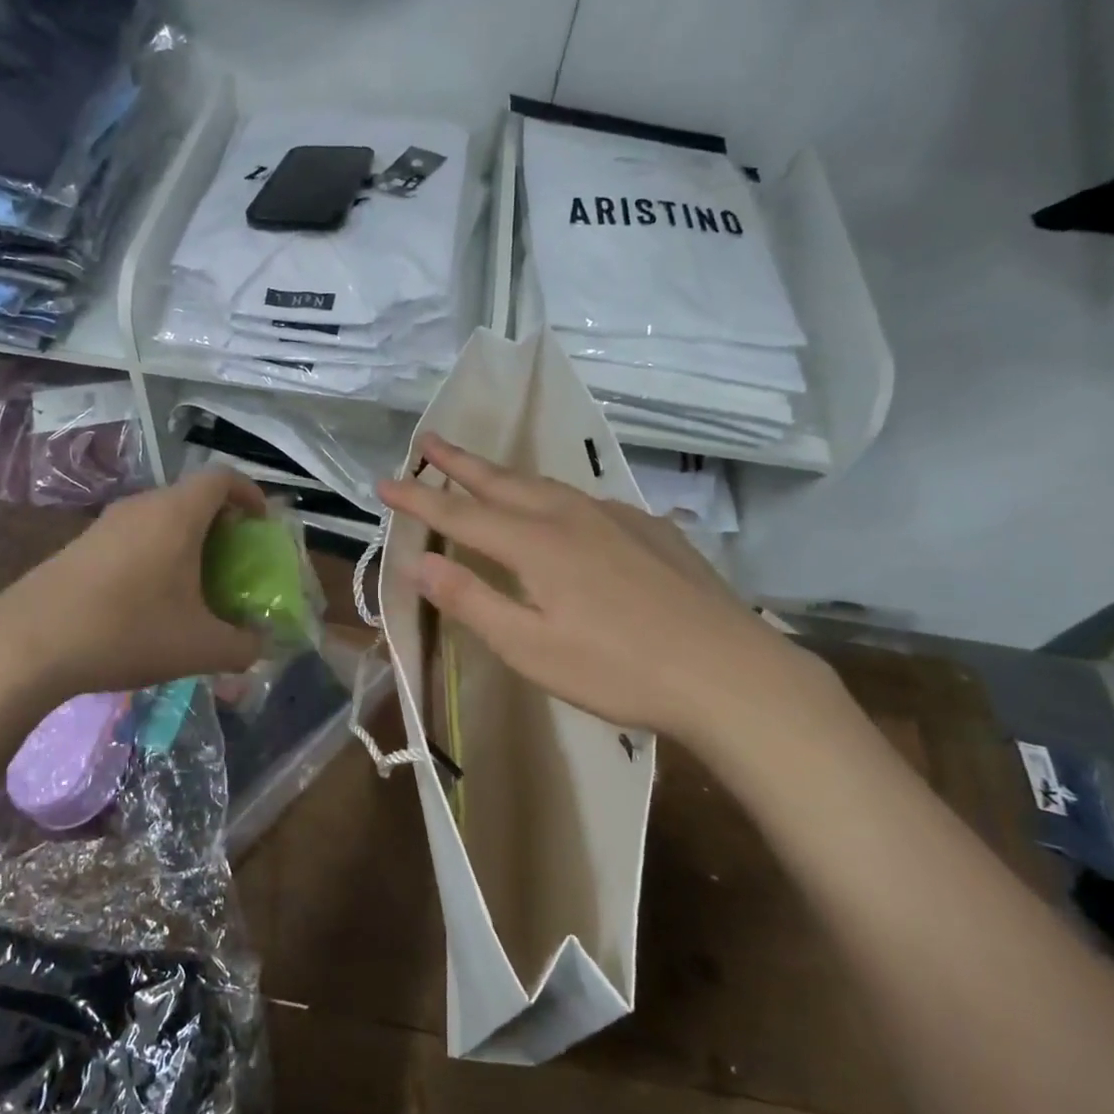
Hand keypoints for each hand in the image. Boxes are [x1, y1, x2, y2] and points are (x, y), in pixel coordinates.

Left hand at [0, 469, 269, 712]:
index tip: (260, 524)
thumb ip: (242, 646)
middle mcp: (142, 506)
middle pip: (192, 497)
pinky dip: (154, 554)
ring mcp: (105, 524)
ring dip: (185, 542)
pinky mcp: (80, 545)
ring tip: (193, 586)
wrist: (27, 645)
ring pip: (160, 518)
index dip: (250, 493)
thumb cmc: (127, 631)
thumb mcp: (200, 648)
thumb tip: (258, 645)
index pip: (222, 477)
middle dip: (220, 524)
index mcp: (177, 514)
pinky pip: (132, 537)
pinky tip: (148, 601)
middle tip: (232, 563)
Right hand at [378, 435, 831, 748]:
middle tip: (428, 440)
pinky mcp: (653, 529)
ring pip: (547, 485)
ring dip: (506, 475)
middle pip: (502, 481)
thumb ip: (472, 601)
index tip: (383, 482)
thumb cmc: (619, 670)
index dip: (418, 498)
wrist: (730, 674)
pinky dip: (557, 498)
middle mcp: (571, 516)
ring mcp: (617, 517)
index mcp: (535, 544)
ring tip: (485, 472)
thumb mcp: (531, 649)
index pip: (460, 513)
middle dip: (459, 462)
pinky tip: (566, 514)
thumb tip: (419, 563)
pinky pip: (588, 502)